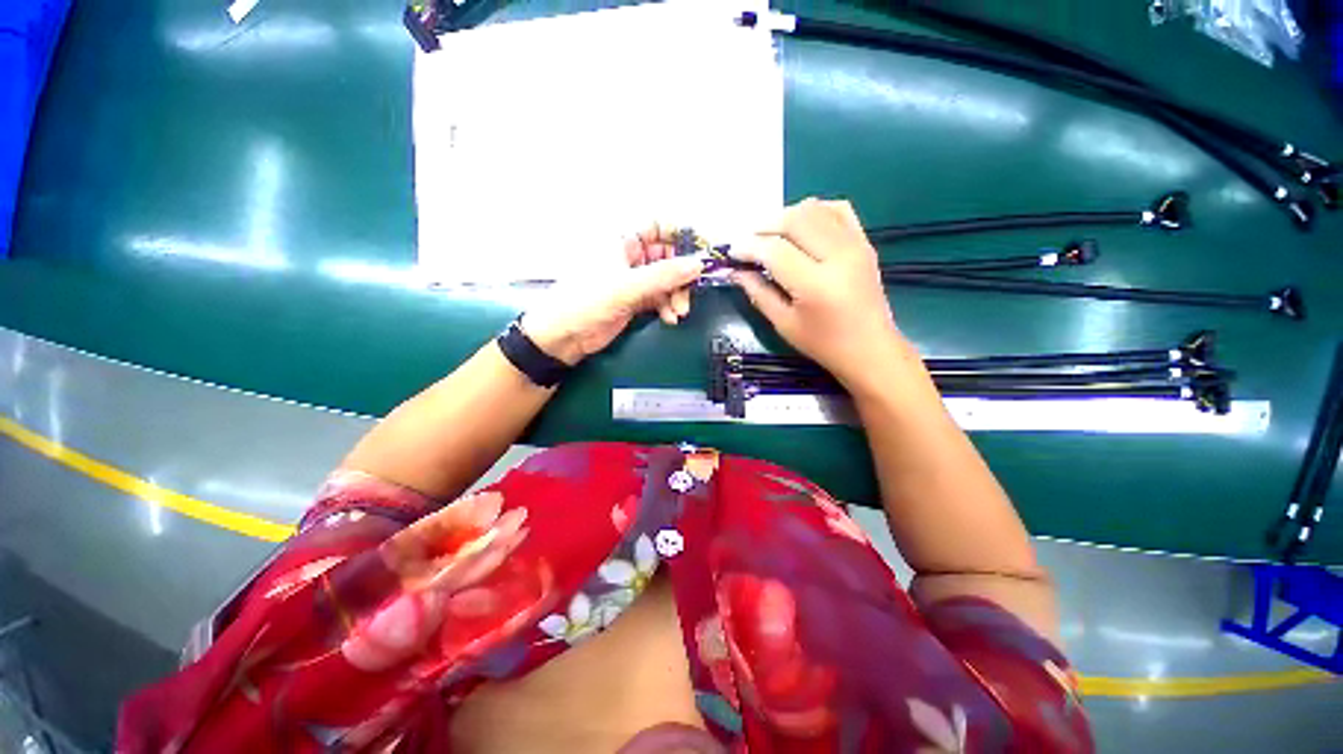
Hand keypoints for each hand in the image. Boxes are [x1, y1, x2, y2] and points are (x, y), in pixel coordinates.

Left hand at [520, 226, 703, 364]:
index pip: (658, 227)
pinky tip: (670, 318)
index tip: (699, 253)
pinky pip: (660, 298)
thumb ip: (664, 275)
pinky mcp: (634, 300)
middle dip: (681, 276)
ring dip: (677, 295)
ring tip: (679, 312)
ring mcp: (633, 280)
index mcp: (622, 241)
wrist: (563, 337)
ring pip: (666, 280)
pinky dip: (668, 307)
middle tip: (689, 293)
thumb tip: (697, 265)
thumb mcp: (627, 286)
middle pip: (668, 257)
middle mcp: (630, 257)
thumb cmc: (586, 302)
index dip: (680, 236)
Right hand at [730, 199, 906, 390]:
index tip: (733, 252)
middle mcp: (838, 257)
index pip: (775, 250)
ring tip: (772, 234)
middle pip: (795, 221)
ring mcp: (855, 245)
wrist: (870, 347)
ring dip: (787, 216)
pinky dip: (815, 211)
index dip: (749, 247)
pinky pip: (838, 210)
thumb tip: (737, 271)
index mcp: (815, 284)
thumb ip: (758, 293)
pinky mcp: (864, 242)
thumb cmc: (823, 343)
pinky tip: (801, 226)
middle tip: (750, 242)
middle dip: (765, 226)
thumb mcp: (784, 323)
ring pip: (815, 210)